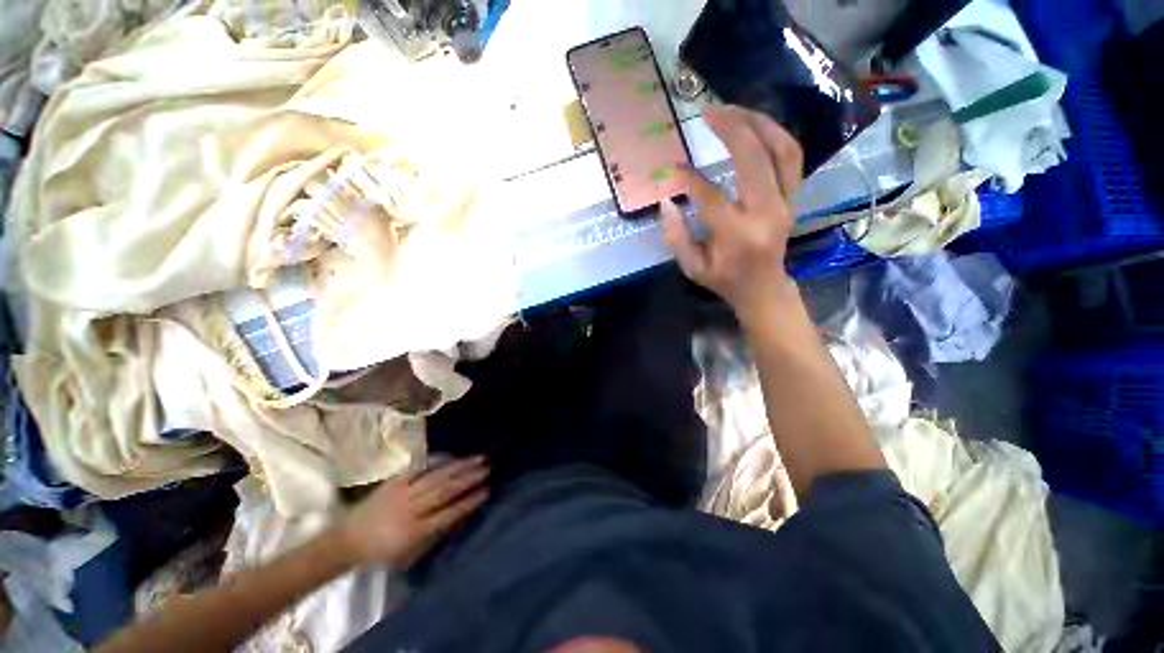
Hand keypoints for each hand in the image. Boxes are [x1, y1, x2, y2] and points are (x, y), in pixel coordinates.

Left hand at [339, 457, 489, 569]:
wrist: (347, 541)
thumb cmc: (382, 553)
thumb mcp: (409, 555)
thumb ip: (435, 535)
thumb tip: (462, 515)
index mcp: (413, 532)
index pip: (448, 514)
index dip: (468, 502)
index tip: (487, 491)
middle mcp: (409, 510)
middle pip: (444, 491)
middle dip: (468, 478)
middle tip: (487, 468)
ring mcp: (401, 493)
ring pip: (436, 477)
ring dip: (459, 466)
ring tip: (477, 458)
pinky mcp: (393, 482)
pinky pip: (418, 468)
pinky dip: (436, 461)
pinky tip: (450, 455)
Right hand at [661, 105, 804, 325]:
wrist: (764, 287)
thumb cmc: (723, 279)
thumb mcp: (692, 267)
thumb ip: (676, 236)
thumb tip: (666, 201)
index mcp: (737, 234)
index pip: (711, 196)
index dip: (689, 179)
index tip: (673, 167)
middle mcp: (766, 213)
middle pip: (754, 159)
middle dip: (731, 129)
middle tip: (708, 110)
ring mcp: (786, 202)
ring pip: (782, 150)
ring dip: (758, 123)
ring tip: (733, 108)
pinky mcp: (793, 197)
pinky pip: (792, 157)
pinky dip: (775, 134)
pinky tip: (755, 124)